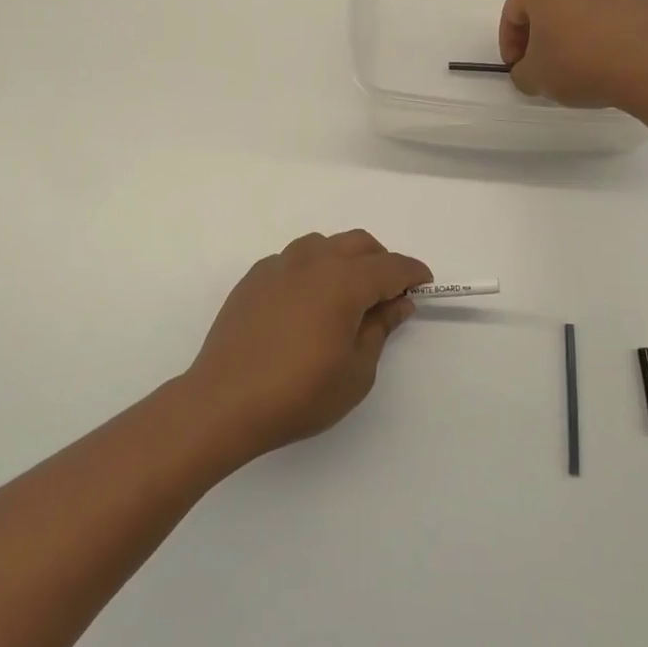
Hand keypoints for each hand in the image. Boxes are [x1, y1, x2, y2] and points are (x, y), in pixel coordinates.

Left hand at [184, 231, 431, 461]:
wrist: (223, 403)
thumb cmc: (298, 394)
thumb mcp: (356, 372)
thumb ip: (379, 329)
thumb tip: (397, 303)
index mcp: (342, 282)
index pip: (390, 267)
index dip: (412, 273)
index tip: (424, 284)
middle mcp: (311, 262)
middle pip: (357, 243)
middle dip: (381, 261)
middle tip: (389, 293)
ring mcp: (277, 266)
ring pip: (322, 244)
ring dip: (344, 259)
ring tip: (348, 294)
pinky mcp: (253, 279)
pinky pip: (292, 259)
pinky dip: (312, 268)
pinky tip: (308, 301)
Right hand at [499, 0, 647, 108]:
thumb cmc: (580, 65)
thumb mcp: (534, 78)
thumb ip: (520, 72)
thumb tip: (529, 69)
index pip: (513, 12)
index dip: (509, 43)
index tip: (517, 67)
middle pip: (547, 2)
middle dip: (540, 32)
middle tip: (543, 61)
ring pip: (580, 4)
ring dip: (572, 28)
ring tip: (578, 60)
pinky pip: (610, 12)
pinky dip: (601, 29)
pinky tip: (606, 56)